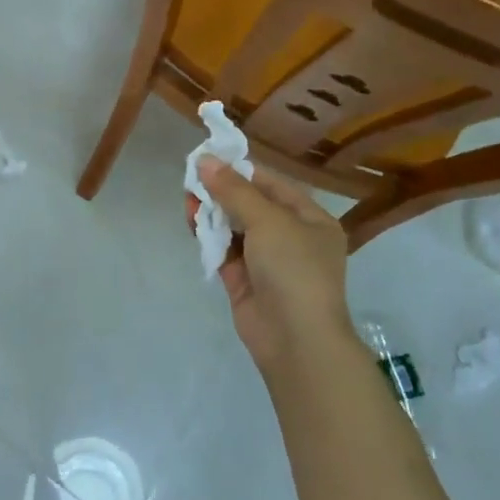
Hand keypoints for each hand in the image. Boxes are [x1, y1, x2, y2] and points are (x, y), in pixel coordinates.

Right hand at [197, 157, 356, 372]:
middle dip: (222, 191)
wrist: (297, 342)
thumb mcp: (268, 220)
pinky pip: (224, 251)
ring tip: (188, 199)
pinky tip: (191, 222)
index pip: (272, 185)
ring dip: (212, 213)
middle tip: (192, 178)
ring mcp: (267, 262)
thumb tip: (204, 160)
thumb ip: (234, 190)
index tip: (210, 158)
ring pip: (234, 228)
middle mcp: (291, 238)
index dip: (241, 171)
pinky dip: (209, 237)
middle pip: (251, 205)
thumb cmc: (294, 269)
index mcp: (310, 220)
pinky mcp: (245, 281)